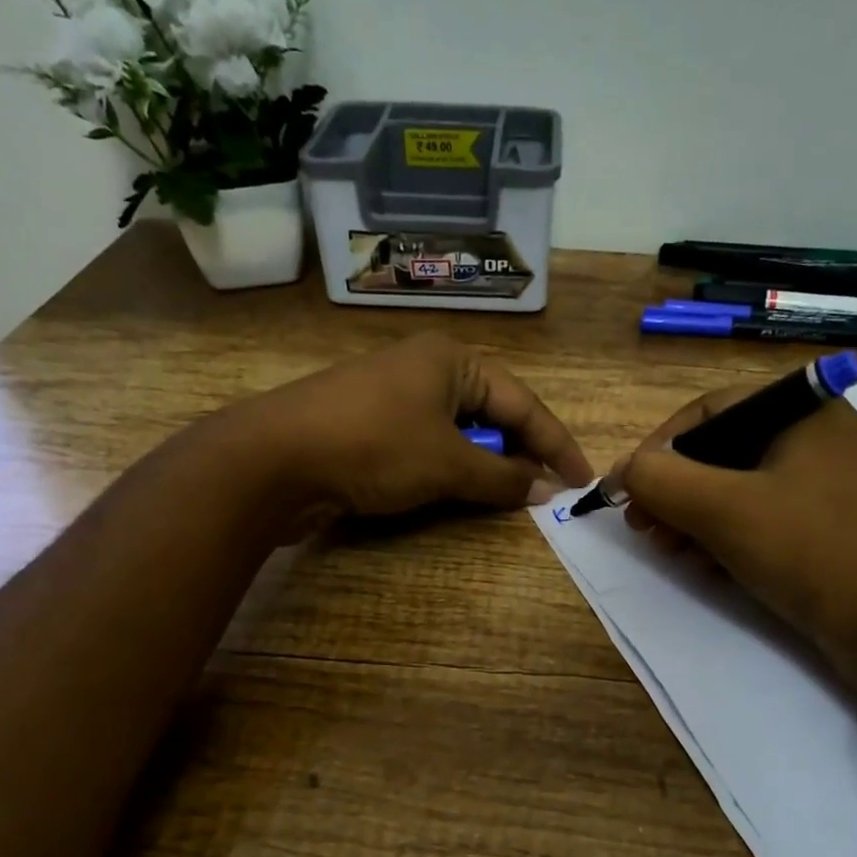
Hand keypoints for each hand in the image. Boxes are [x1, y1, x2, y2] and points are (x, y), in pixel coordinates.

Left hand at [208, 333, 593, 534]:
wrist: (273, 459)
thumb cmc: (373, 446)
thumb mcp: (447, 464)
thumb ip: (502, 478)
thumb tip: (545, 491)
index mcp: (452, 359)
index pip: (522, 403)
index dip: (556, 444)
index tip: (582, 481)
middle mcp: (426, 369)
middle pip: (492, 413)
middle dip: (520, 454)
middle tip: (544, 492)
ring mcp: (394, 397)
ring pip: (459, 432)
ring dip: (484, 465)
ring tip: (506, 497)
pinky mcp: (370, 426)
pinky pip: (428, 446)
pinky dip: (449, 470)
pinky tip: (456, 492)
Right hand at [618, 388, 856, 725]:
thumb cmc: (815, 551)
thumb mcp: (725, 509)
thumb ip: (662, 480)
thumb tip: (625, 472)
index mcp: (803, 411)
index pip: (708, 411)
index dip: (657, 448)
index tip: (627, 491)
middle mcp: (819, 438)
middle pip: (722, 451)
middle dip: (675, 490)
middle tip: (644, 528)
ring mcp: (830, 487)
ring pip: (741, 489)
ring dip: (696, 517)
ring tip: (670, 551)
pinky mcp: (834, 531)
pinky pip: (767, 521)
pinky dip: (730, 538)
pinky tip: (710, 568)